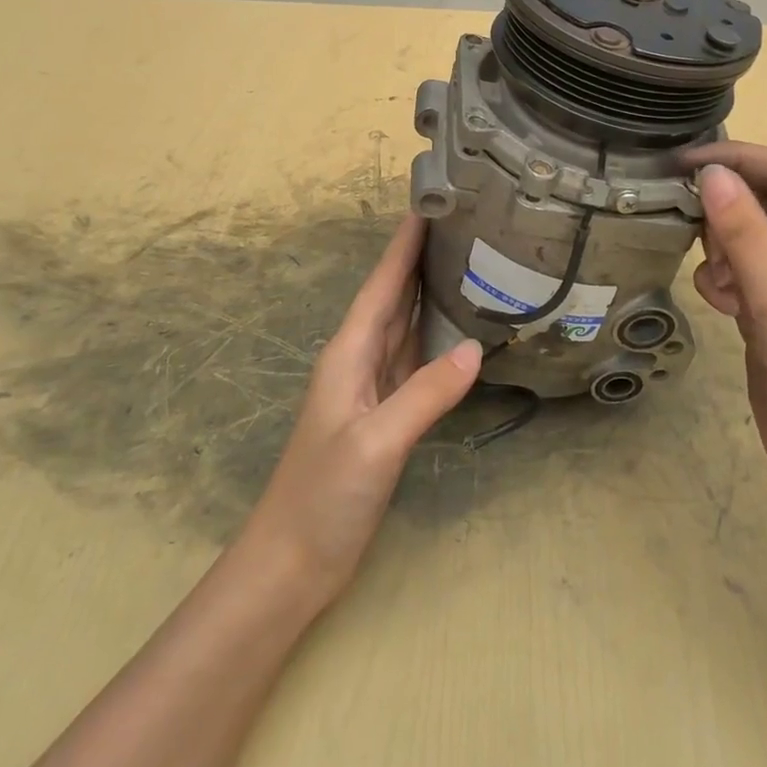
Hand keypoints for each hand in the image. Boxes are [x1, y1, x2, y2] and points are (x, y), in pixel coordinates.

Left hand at [237, 215, 480, 606]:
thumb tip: (474, 348)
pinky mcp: (385, 413)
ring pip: (405, 323)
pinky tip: (458, 328)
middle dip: (421, 256)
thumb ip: (424, 395)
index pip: (382, 284)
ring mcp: (372, 387)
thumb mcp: (375, 442)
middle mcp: (359, 359)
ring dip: (429, 290)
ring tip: (467, 260)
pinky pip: (414, 358)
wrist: (293, 563)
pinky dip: (435, 334)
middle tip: (462, 222)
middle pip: (394, 295)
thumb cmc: (323, 496)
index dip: (403, 243)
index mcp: (349, 353)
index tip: (429, 202)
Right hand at [683, 143, 766, 509]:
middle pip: (766, 201)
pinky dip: (723, 279)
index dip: (739, 158)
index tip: (684, 161)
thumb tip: (710, 173)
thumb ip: (745, 235)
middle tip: (685, 222)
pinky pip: (741, 271)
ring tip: (717, 281)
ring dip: (723, 248)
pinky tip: (721, 305)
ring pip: (748, 236)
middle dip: (727, 211)